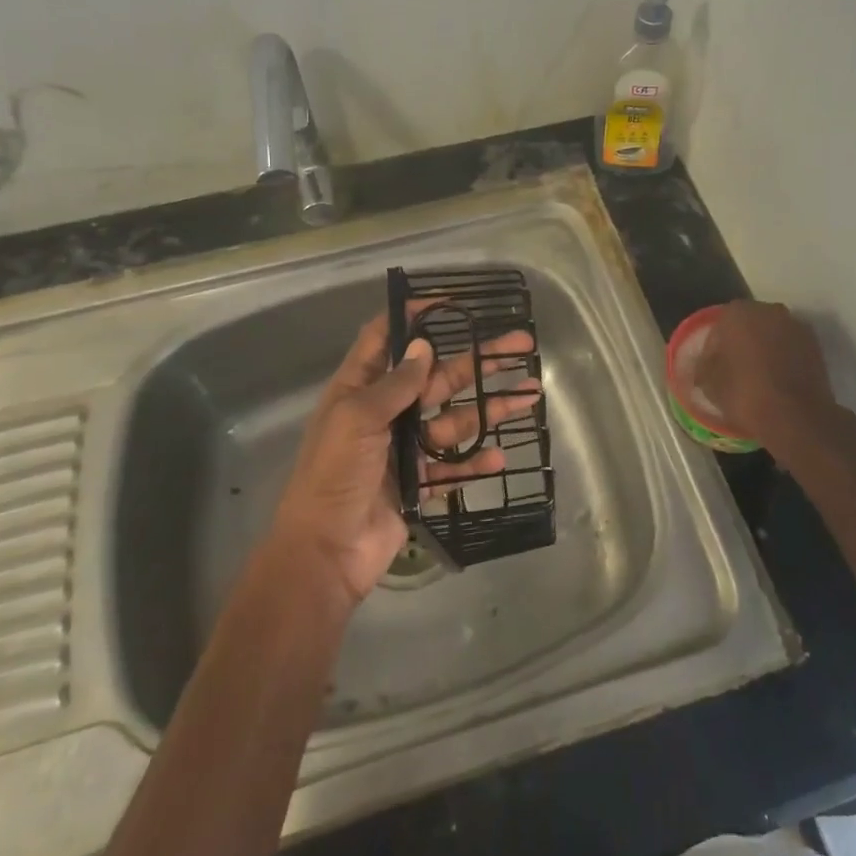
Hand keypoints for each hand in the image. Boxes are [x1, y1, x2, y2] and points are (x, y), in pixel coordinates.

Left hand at [269, 311, 539, 605]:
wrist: (325, 553)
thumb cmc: (334, 476)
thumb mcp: (358, 419)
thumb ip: (395, 384)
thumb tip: (422, 345)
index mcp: (360, 390)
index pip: (384, 338)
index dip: (413, 316)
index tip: (451, 302)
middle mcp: (384, 413)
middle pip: (437, 376)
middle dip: (478, 360)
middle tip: (520, 343)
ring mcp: (404, 449)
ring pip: (454, 419)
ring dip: (490, 408)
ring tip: (530, 395)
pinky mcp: (418, 483)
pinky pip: (454, 466)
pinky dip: (476, 461)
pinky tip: (500, 455)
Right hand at [695, 301, 839, 448]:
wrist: (797, 418)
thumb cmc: (745, 394)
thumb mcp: (710, 384)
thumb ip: (703, 366)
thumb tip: (704, 364)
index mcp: (738, 313)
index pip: (719, 326)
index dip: (714, 348)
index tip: (712, 369)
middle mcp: (769, 310)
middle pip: (748, 325)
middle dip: (741, 343)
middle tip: (734, 370)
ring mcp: (796, 326)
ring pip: (772, 335)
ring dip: (764, 350)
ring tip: (758, 378)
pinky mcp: (816, 346)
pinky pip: (791, 348)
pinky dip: (783, 359)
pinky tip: (777, 382)